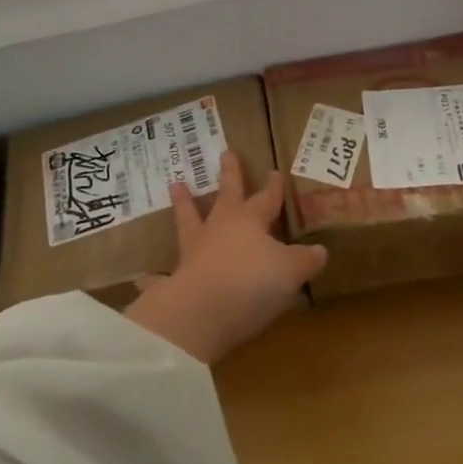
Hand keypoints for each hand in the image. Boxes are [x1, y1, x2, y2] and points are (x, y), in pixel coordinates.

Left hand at [123, 150, 326, 365]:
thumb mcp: (291, 272)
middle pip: (226, 195)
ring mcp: (194, 251)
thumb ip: (305, 260)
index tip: (274, 172)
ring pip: (188, 219)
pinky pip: (161, 276)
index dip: (272, 188)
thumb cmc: (252, 283)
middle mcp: (220, 229)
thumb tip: (320, 250)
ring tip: (175, 184)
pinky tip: (142, 278)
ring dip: (183, 203)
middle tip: (226, 151)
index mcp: (249, 221)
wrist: (201, 312)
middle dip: (229, 174)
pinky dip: (153, 278)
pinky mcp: (176, 279)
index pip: (265, 199)